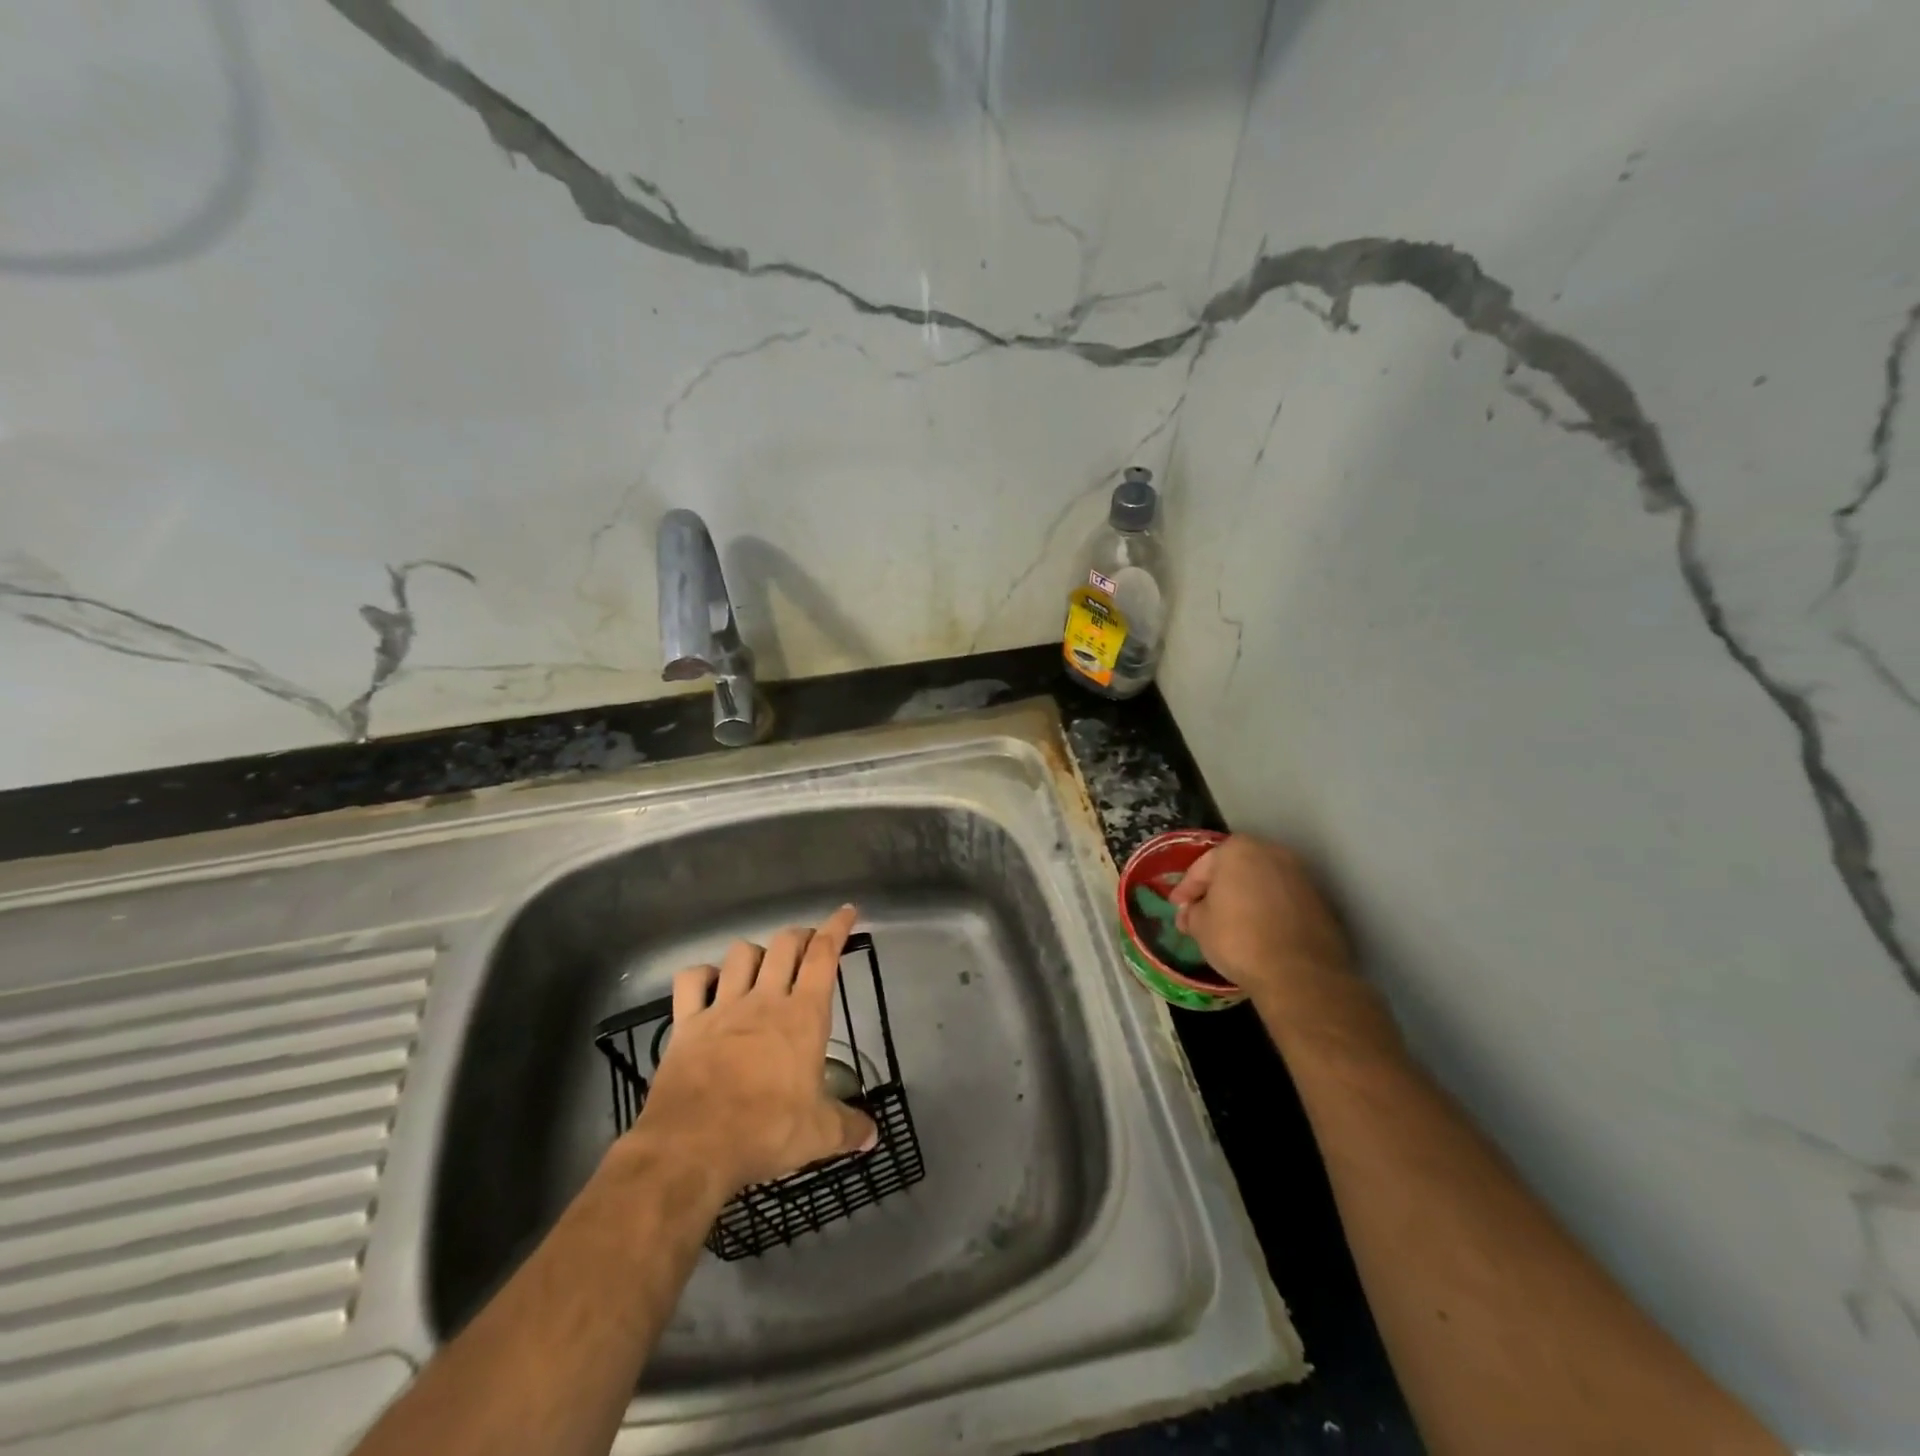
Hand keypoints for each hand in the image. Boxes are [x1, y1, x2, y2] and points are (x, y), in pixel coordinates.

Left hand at [633, 905, 877, 1196]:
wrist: (693, 1145)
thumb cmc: (766, 1131)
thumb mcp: (819, 1135)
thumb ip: (849, 1128)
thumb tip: (873, 1135)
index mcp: (803, 1015)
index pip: (823, 956)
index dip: (837, 928)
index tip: (846, 911)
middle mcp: (765, 999)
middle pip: (784, 945)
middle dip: (799, 936)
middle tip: (807, 945)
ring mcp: (723, 1007)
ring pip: (741, 954)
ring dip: (756, 952)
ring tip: (763, 965)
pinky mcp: (687, 1023)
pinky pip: (692, 980)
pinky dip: (703, 974)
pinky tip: (710, 982)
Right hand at [1169, 836, 1351, 1004]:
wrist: (1300, 974)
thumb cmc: (1238, 940)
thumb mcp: (1200, 926)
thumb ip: (1192, 912)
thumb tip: (1192, 913)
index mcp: (1237, 850)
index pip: (1201, 867)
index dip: (1186, 889)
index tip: (1177, 907)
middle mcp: (1271, 852)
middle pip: (1234, 869)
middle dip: (1218, 889)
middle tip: (1202, 913)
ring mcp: (1300, 875)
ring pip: (1261, 883)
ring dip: (1245, 899)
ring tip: (1231, 924)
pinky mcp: (1320, 900)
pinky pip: (1283, 900)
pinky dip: (1268, 911)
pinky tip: (1259, 932)